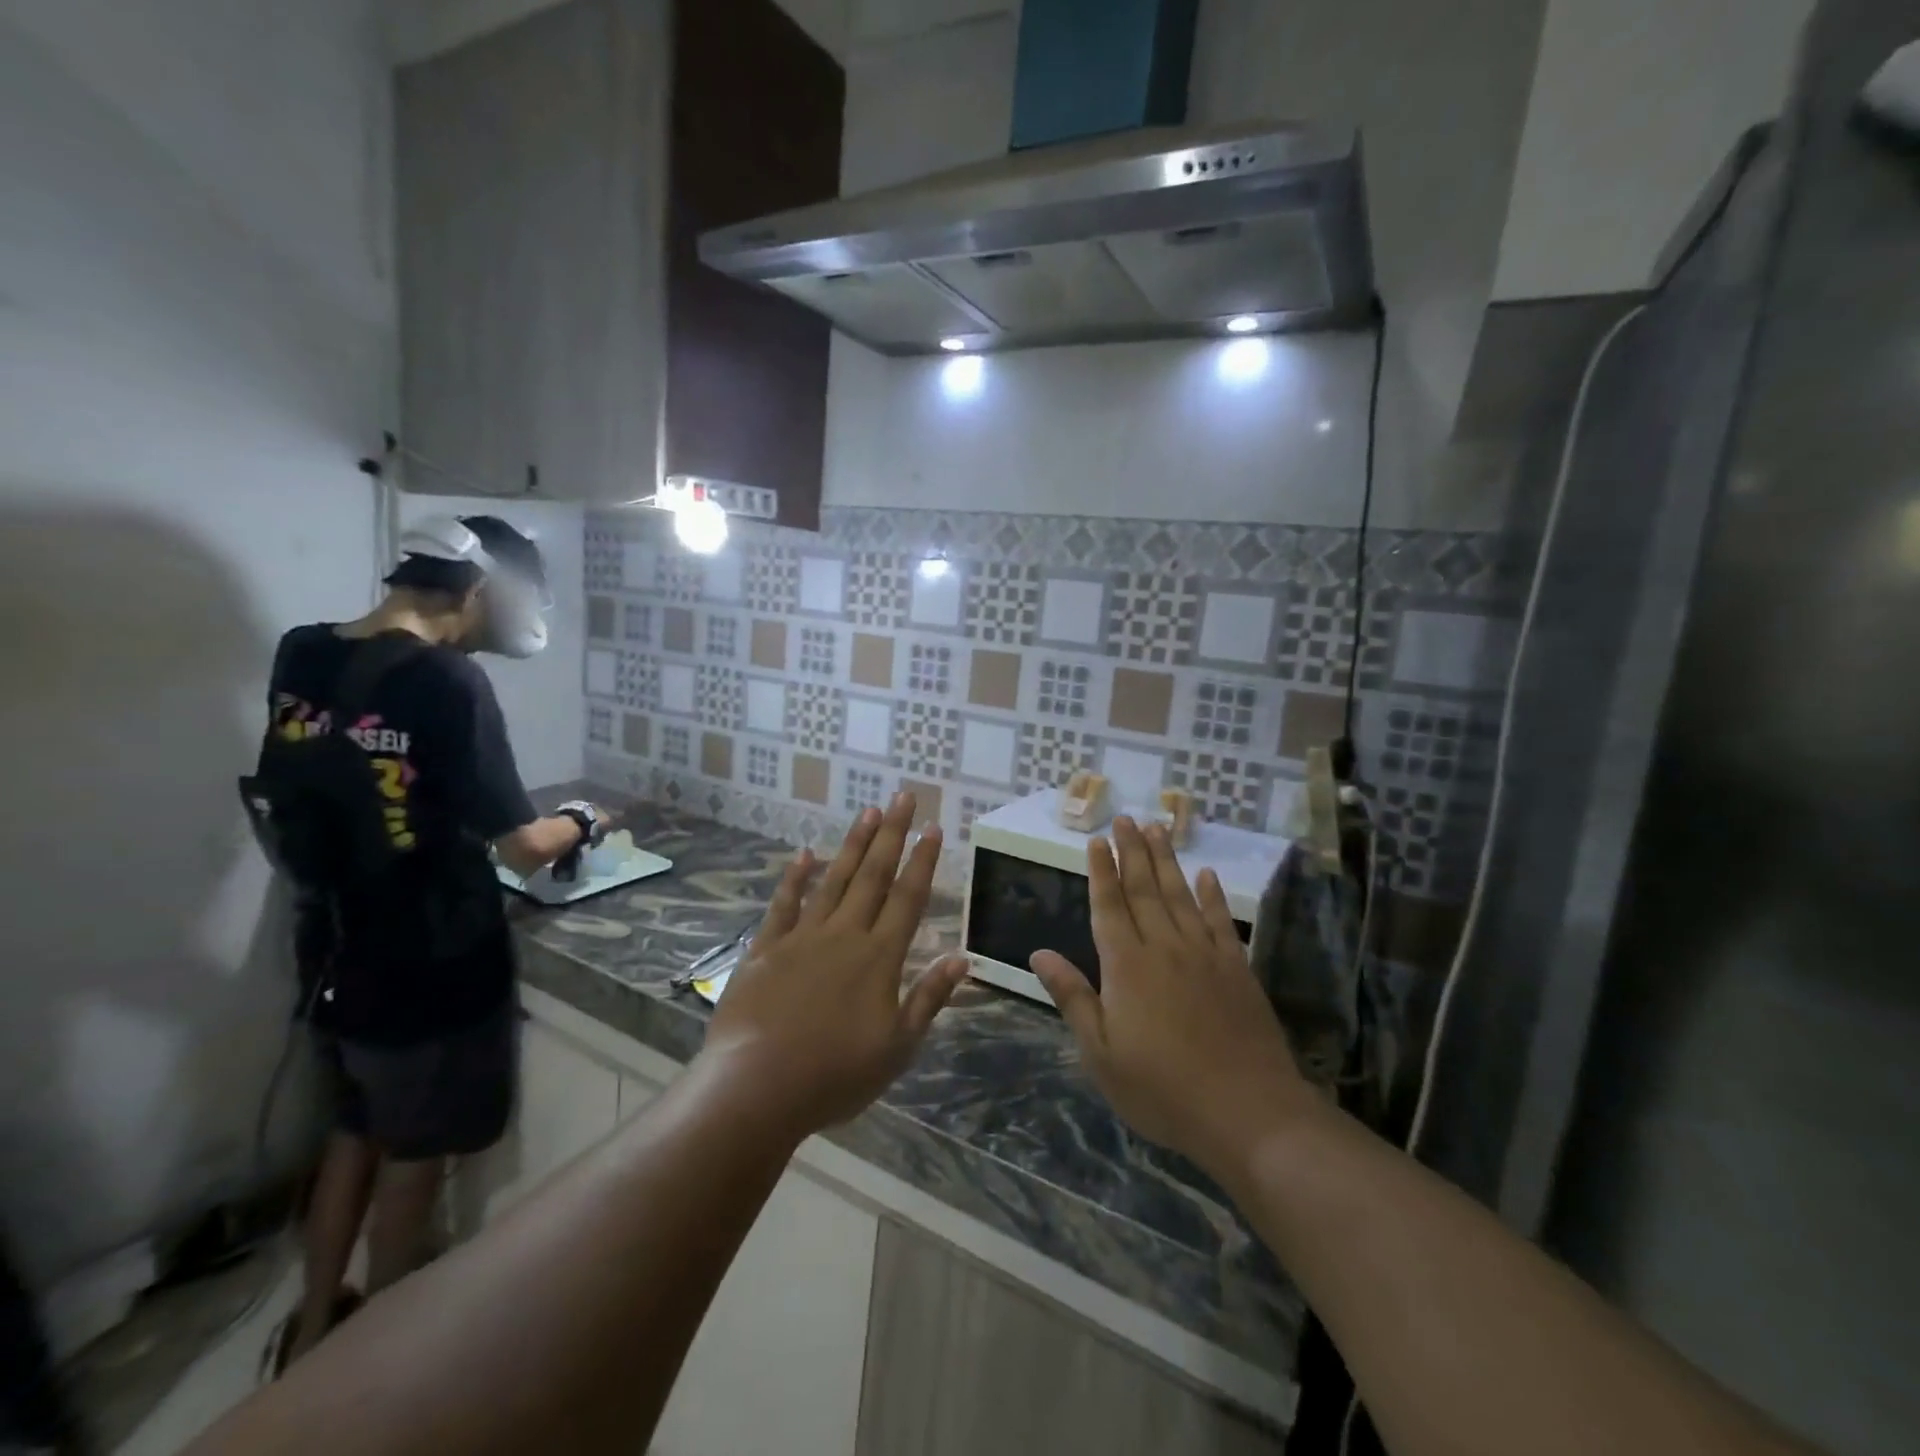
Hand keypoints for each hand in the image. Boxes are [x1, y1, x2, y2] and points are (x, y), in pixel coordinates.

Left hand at [702, 792, 968, 1139]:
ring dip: (853, 844)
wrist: (757, 1087)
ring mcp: (802, 937)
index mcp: (879, 958)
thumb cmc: (835, 1075)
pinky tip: (804, 854)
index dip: (923, 861)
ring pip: (834, 880)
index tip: (934, 828)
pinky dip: (795, 878)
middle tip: (903, 796)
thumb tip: (961, 958)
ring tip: (867, 811)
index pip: (908, 898)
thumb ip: (928, 998)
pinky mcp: (766, 949)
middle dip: (891, 834)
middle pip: (873, 876)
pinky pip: (784, 904)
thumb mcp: (897, 1047)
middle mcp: (844, 935)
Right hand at [1030, 818, 1319, 1179]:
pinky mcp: (1237, 968)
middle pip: (1144, 889)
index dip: (1101, 871)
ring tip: (1157, 828)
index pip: (1109, 906)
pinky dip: (1212, 895)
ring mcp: (1205, 954)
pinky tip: (1207, 875)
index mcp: (1126, 966)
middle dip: (1131, 852)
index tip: (1096, 840)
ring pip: (1180, 895)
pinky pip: (1220, 921)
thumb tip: (1039, 954)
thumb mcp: (1101, 1053)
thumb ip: (1072, 997)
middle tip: (1124, 819)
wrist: (1247, 1112)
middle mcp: (1164, 947)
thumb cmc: (1162, 1088)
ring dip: (1166, 860)